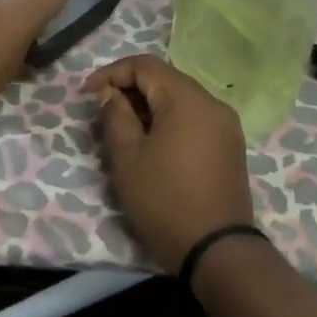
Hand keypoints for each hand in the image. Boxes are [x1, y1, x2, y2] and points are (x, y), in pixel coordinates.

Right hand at [86, 54, 255, 271]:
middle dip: (129, 90)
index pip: (145, 65)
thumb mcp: (127, 158)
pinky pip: (194, 119)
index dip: (111, 73)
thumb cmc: (165, 201)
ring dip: (148, 107)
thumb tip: (110, 93)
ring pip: (179, 100)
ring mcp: (226, 125)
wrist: (217, 251)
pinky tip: (151, 145)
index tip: (87, 95)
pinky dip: (168, 122)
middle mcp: (213, 103)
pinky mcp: (229, 146)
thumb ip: (115, 116)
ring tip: (123, 132)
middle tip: (102, 115)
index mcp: (188, 100)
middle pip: (165, 80)